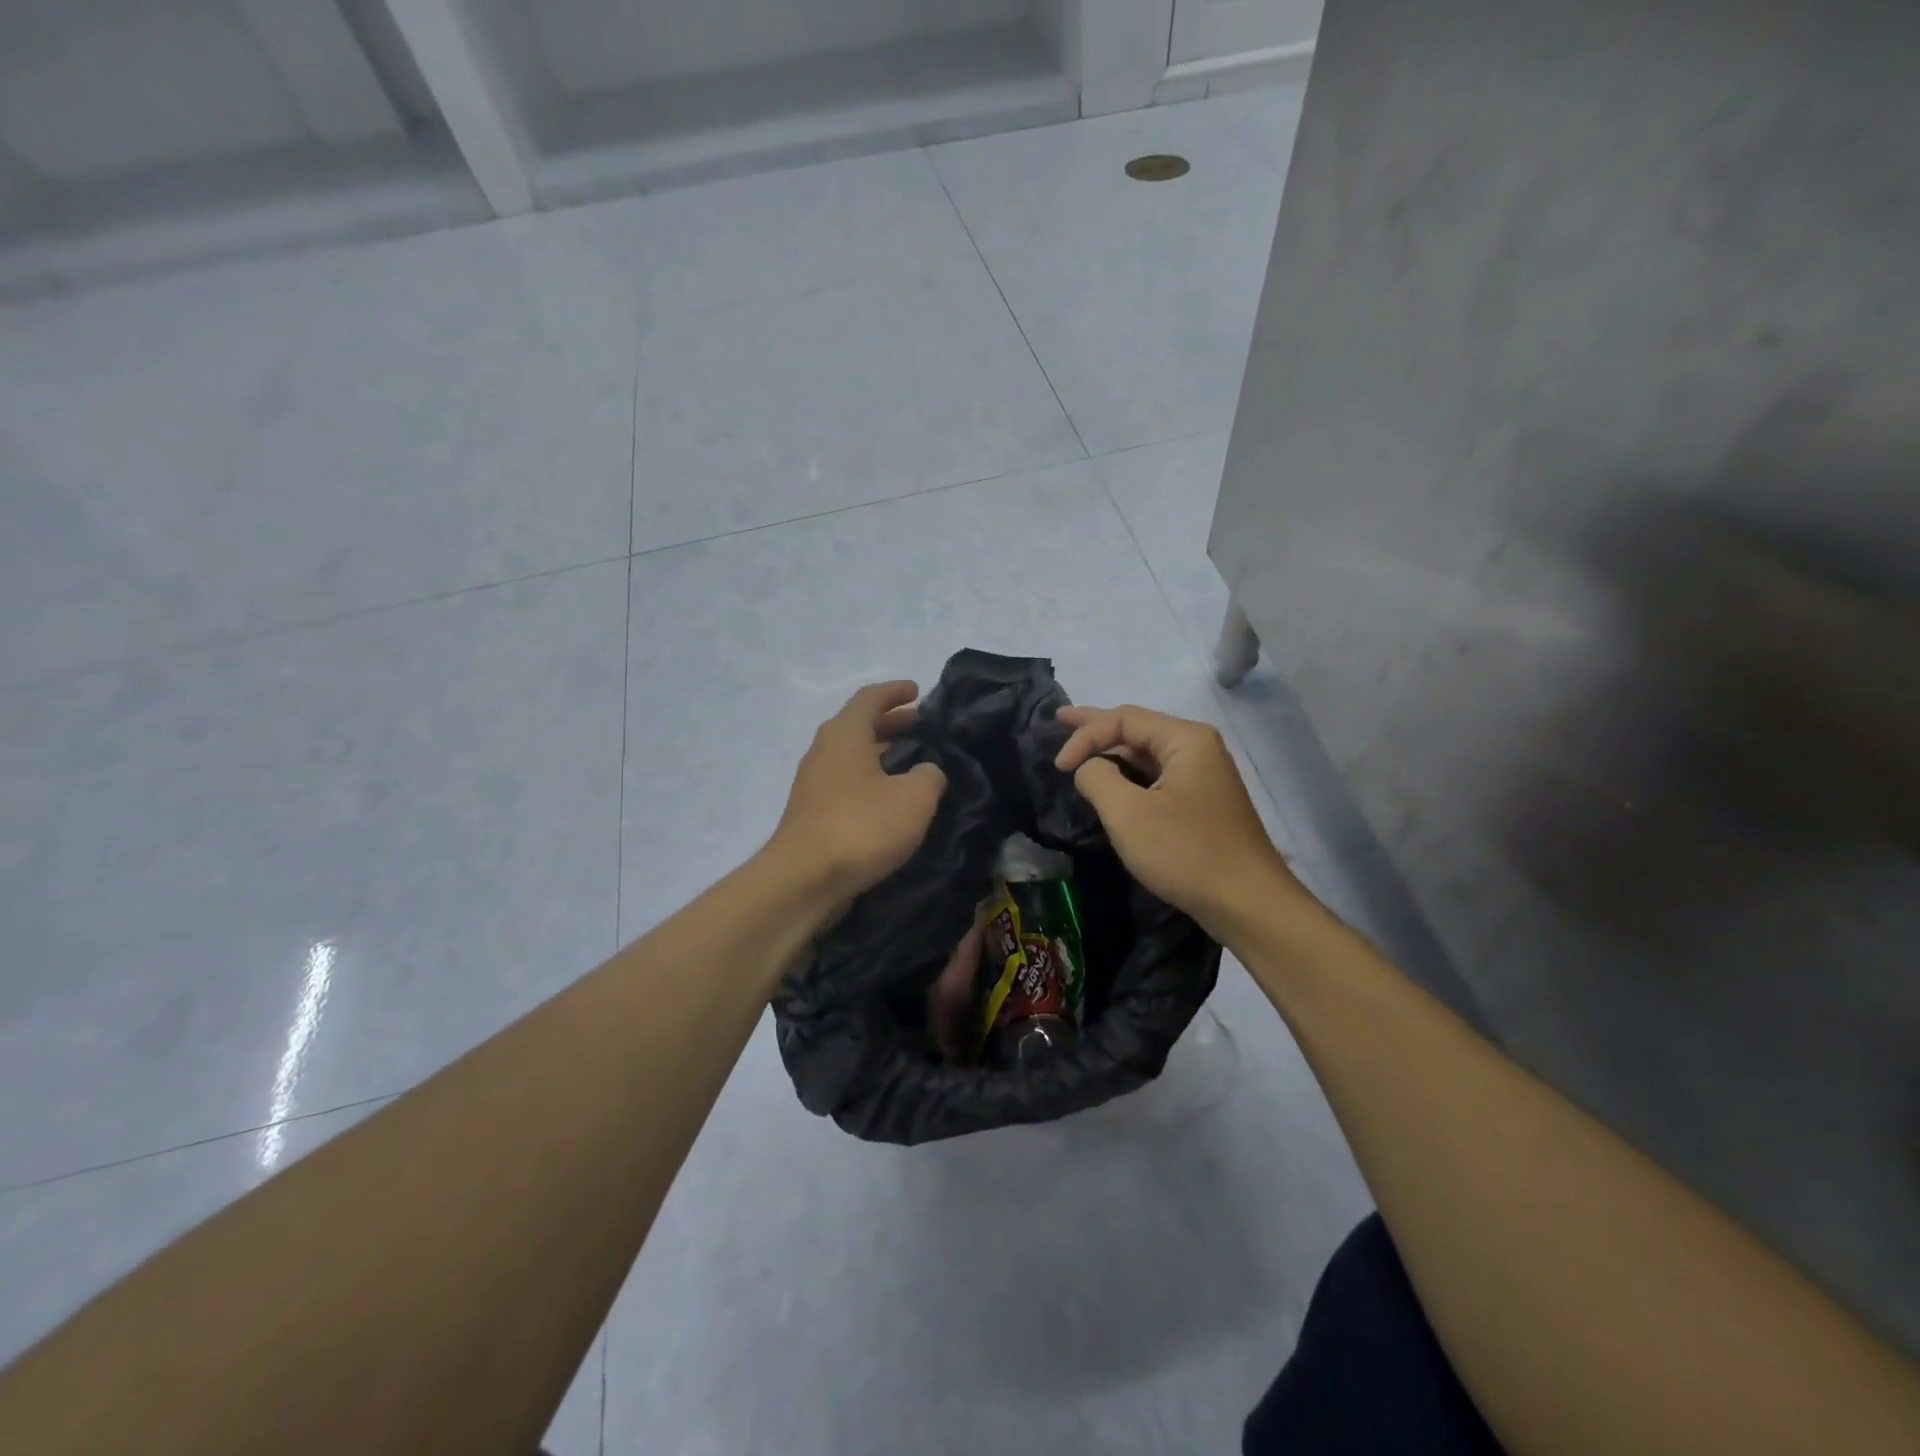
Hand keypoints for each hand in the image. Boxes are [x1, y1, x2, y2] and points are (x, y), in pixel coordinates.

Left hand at [770, 681, 947, 905]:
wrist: (803, 880)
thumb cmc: (861, 827)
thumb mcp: (914, 798)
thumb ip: (929, 776)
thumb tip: (927, 772)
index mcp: (845, 734)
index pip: (870, 698)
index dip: (895, 692)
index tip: (917, 691)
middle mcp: (824, 750)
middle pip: (859, 725)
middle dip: (892, 723)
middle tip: (922, 728)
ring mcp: (814, 783)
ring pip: (852, 756)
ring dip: (881, 754)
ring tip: (913, 764)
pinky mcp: (812, 812)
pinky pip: (846, 782)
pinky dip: (870, 780)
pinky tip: (891, 800)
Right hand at [1054, 704, 1303, 938]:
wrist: (1247, 903)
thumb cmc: (1186, 852)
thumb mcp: (1128, 814)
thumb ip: (1098, 778)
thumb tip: (1088, 768)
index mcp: (1185, 739)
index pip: (1123, 719)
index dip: (1085, 736)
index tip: (1057, 767)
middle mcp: (1198, 748)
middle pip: (1138, 728)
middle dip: (1097, 725)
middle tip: (1061, 718)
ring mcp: (1204, 776)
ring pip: (1147, 753)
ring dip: (1113, 750)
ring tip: (1081, 743)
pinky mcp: (1202, 803)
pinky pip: (1158, 776)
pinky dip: (1130, 773)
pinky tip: (1113, 777)